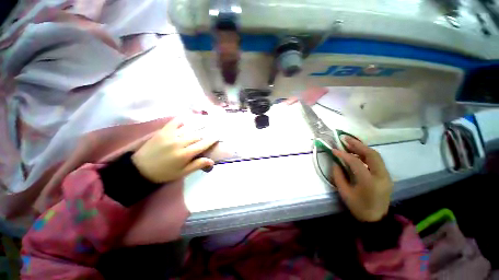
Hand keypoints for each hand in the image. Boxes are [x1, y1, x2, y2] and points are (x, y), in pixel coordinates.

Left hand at [132, 119, 217, 182]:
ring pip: (189, 128)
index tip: (218, 135)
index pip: (203, 144)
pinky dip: (181, 120)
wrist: (140, 169)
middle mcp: (180, 143)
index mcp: (185, 154)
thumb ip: (197, 165)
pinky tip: (186, 118)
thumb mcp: (182, 173)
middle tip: (214, 127)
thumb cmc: (164, 173)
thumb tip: (211, 161)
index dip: (212, 139)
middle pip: (197, 135)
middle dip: (207, 131)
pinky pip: (174, 123)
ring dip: (199, 125)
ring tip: (206, 121)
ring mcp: (171, 136)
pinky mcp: (163, 132)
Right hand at [331, 137, 392, 221]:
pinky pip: (376, 161)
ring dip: (362, 148)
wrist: (376, 219)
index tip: (334, 150)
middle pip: (372, 155)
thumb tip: (336, 162)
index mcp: (369, 183)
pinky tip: (357, 152)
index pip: (356, 163)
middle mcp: (381, 177)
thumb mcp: (344, 192)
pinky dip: (366, 154)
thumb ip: (338, 175)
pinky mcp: (386, 176)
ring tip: (350, 143)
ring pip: (376, 156)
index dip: (344, 154)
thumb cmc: (358, 207)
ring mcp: (386, 176)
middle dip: (357, 144)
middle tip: (345, 139)